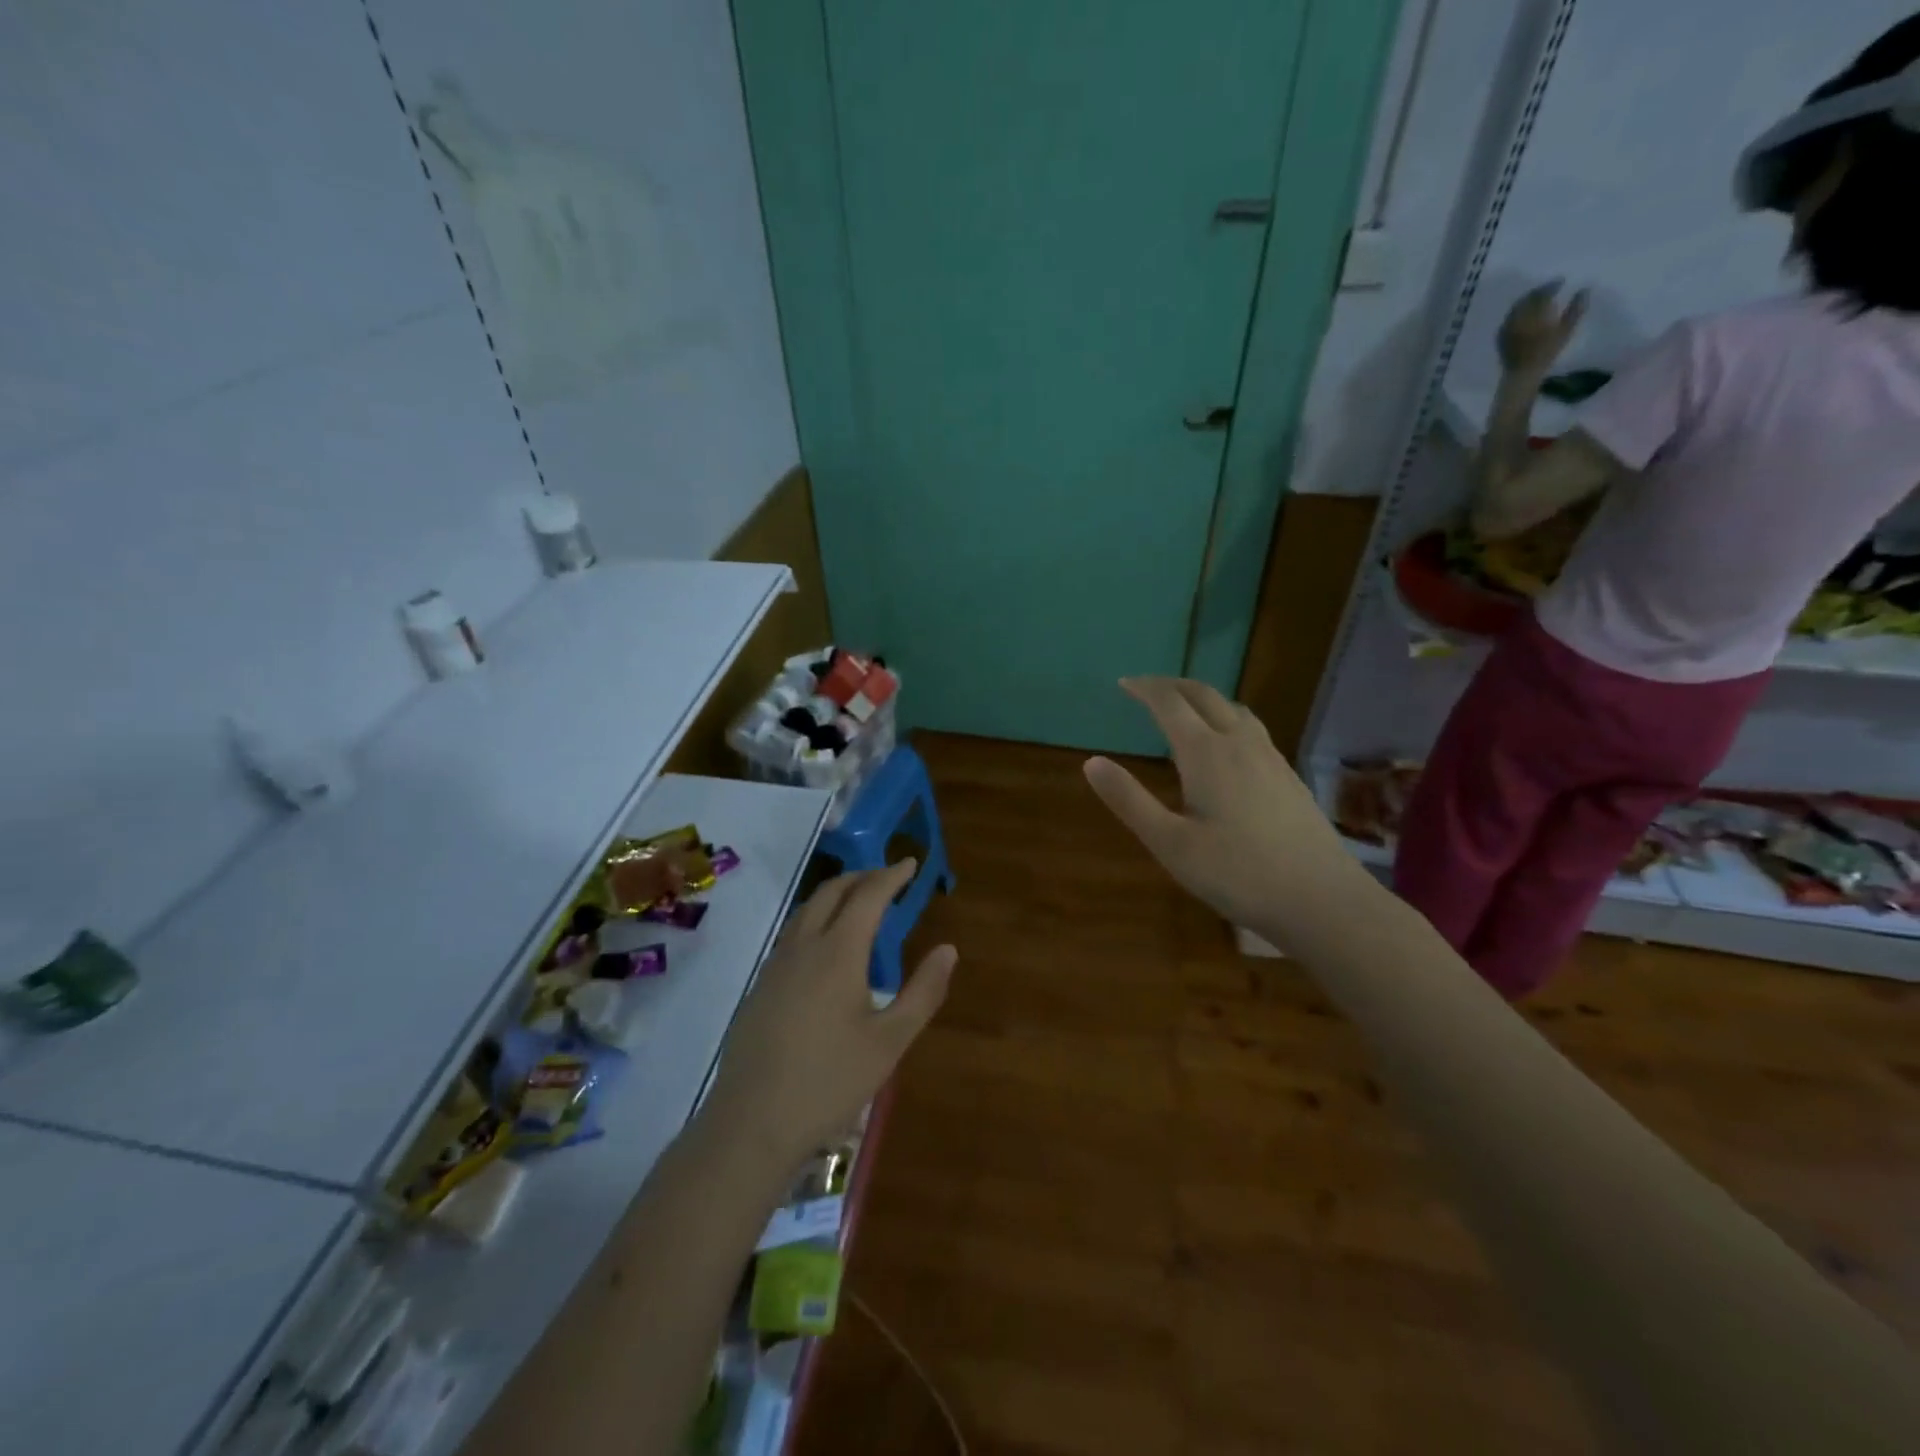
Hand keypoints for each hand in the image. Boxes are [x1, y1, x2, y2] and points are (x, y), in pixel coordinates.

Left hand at [704, 860, 954, 1166]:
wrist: (751, 1123)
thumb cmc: (829, 1081)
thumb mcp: (890, 1042)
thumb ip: (923, 992)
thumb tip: (948, 950)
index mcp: (838, 951)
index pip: (868, 895)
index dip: (891, 876)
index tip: (910, 864)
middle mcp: (803, 946)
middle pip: (831, 892)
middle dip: (861, 877)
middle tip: (887, 878)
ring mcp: (775, 965)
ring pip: (806, 910)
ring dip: (835, 895)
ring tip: (858, 903)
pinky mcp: (759, 986)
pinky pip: (792, 934)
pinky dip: (816, 919)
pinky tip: (825, 947)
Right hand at [1083, 678, 1365, 947]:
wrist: (1322, 900)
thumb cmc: (1237, 874)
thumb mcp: (1170, 843)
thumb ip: (1129, 800)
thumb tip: (1091, 762)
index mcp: (1206, 754)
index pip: (1170, 704)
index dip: (1144, 689)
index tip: (1123, 682)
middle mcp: (1240, 744)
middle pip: (1205, 696)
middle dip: (1173, 686)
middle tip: (1148, 688)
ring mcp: (1271, 758)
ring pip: (1234, 709)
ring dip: (1204, 699)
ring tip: (1185, 710)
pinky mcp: (1289, 777)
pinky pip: (1252, 730)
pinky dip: (1227, 720)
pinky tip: (1227, 748)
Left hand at [1497, 282, 1588, 379]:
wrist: (1522, 372)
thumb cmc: (1546, 352)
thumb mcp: (1565, 330)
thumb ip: (1576, 308)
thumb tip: (1585, 289)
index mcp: (1533, 313)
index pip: (1542, 293)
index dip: (1551, 285)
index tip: (1560, 281)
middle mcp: (1517, 317)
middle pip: (1527, 298)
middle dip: (1539, 291)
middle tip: (1549, 287)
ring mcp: (1506, 326)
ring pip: (1517, 306)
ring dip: (1528, 299)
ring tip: (1538, 297)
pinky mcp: (1500, 335)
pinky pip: (1509, 317)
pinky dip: (1518, 310)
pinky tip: (1525, 312)